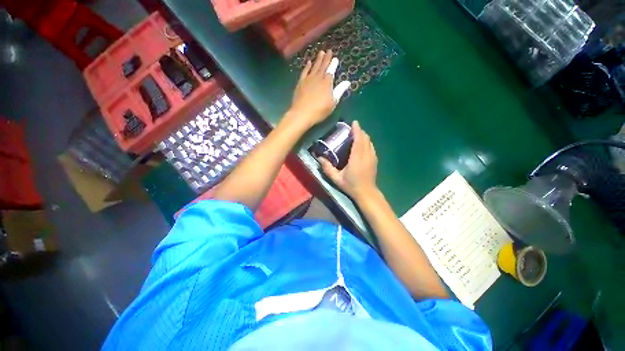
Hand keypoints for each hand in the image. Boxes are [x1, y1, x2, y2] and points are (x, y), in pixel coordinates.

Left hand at [287, 50, 349, 126]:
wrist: (302, 113)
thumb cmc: (319, 110)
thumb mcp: (332, 102)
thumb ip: (339, 91)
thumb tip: (347, 82)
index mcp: (327, 82)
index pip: (331, 70)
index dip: (333, 64)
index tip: (335, 58)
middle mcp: (318, 78)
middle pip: (323, 66)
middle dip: (326, 58)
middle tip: (328, 51)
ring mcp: (308, 79)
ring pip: (314, 66)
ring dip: (318, 60)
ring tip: (321, 52)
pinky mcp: (301, 83)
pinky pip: (305, 71)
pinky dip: (307, 66)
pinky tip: (308, 62)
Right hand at [320, 121, 378, 199]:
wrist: (366, 193)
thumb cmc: (351, 186)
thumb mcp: (336, 179)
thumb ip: (328, 169)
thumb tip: (320, 159)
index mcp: (357, 158)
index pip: (359, 140)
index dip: (357, 130)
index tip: (354, 122)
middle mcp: (366, 155)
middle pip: (365, 139)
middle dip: (360, 131)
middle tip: (352, 129)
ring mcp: (372, 157)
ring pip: (370, 142)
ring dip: (364, 136)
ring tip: (357, 135)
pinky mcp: (375, 160)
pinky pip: (371, 147)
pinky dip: (367, 142)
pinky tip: (362, 144)